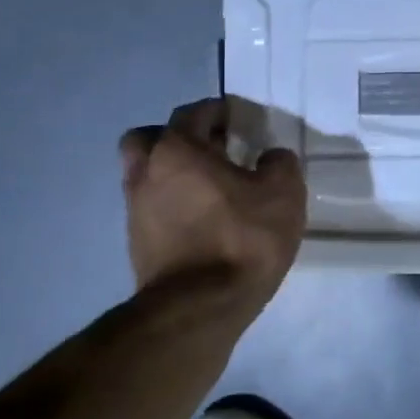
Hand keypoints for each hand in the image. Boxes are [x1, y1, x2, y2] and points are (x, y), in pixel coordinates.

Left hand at [119, 99, 306, 316]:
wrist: (200, 307)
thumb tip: (270, 158)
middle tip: (210, 149)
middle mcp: (147, 172)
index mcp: (178, 149)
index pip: (193, 113)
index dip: (217, 111)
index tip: (237, 118)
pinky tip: (201, 219)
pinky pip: (152, 208)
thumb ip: (280, 164)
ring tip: (208, 187)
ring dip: (171, 173)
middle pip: (149, 138)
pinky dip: (171, 204)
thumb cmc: (243, 239)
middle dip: (177, 137)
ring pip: (146, 175)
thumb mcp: (284, 194)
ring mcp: (135, 209)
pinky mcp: (137, 243)